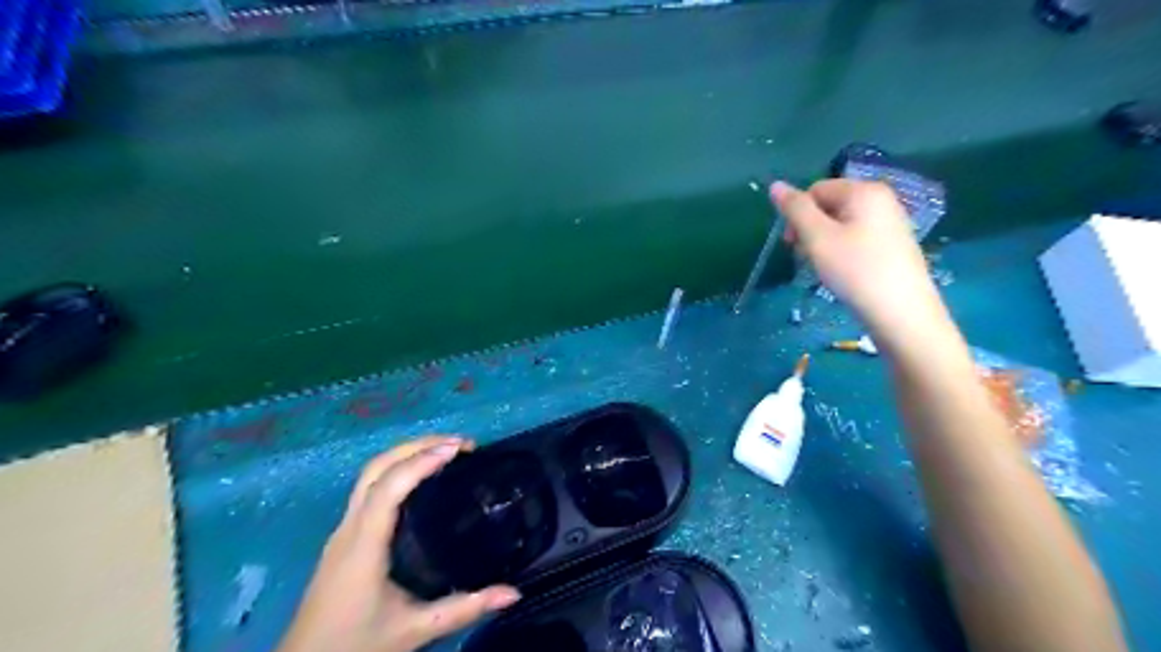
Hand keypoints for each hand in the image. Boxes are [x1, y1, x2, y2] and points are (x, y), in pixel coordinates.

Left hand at [275, 435, 516, 651]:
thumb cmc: (355, 648)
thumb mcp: (415, 631)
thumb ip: (464, 609)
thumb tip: (513, 592)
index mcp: (363, 546)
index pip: (389, 487)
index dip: (422, 461)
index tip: (459, 449)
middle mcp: (349, 528)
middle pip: (376, 468)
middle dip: (417, 446)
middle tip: (460, 444)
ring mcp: (342, 530)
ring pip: (370, 474)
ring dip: (406, 453)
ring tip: (446, 451)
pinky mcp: (344, 536)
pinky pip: (369, 487)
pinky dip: (397, 469)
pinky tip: (421, 478)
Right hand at [770, 179, 950, 344]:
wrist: (901, 313)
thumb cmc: (855, 270)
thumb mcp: (817, 238)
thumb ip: (795, 209)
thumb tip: (775, 185)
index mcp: (864, 190)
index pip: (816, 190)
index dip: (797, 214)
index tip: (791, 244)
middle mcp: (881, 199)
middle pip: (829, 205)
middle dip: (809, 229)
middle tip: (805, 258)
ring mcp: (890, 222)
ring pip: (841, 224)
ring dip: (822, 243)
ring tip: (823, 268)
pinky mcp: (893, 245)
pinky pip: (857, 238)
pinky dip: (841, 251)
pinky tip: (842, 273)